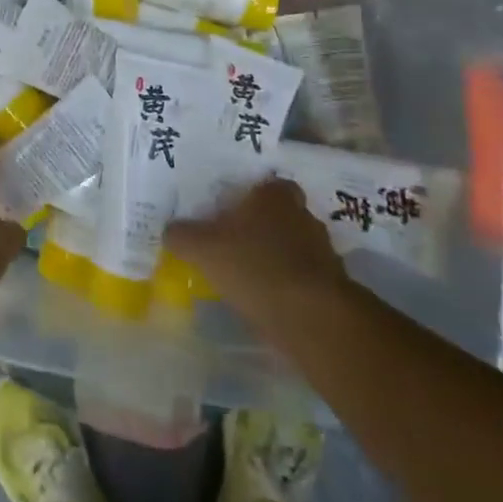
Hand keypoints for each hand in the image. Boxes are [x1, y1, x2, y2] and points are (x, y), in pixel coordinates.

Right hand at [163, 177, 350, 335]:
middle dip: (264, 226)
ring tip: (252, 275)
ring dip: (278, 256)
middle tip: (238, 242)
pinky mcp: (332, 284)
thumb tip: (170, 230)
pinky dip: (291, 284)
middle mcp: (303, 214)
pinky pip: (305, 276)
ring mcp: (323, 249)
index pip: (267, 184)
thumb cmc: (253, 266)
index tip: (232, 212)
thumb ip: (183, 236)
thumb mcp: (203, 249)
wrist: (310, 317)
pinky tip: (271, 299)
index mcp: (275, 195)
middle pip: (282, 213)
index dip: (251, 197)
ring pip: (295, 245)